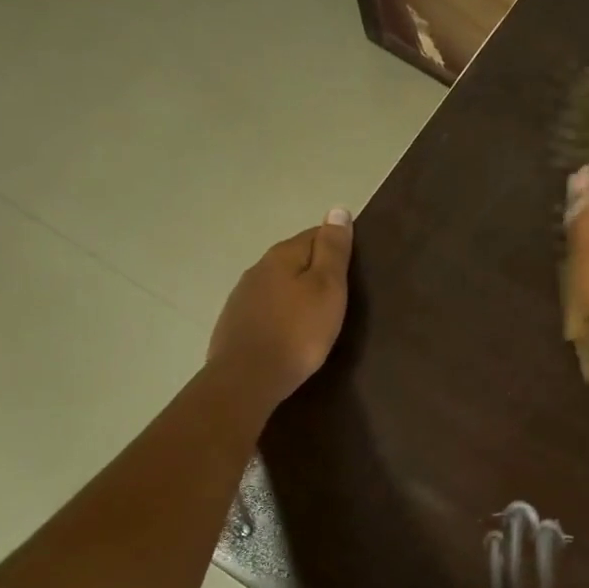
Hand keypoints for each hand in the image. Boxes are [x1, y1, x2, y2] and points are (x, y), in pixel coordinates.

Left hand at [205, 210, 353, 416]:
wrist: (248, 378)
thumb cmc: (298, 332)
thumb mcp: (327, 288)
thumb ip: (333, 250)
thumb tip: (337, 209)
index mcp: (282, 255)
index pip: (315, 235)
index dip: (336, 247)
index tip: (353, 267)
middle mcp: (258, 268)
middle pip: (294, 259)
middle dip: (315, 270)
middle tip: (340, 294)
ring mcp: (242, 296)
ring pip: (277, 284)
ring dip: (296, 292)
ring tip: (316, 315)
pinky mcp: (235, 323)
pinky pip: (265, 308)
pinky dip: (281, 313)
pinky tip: (289, 331)